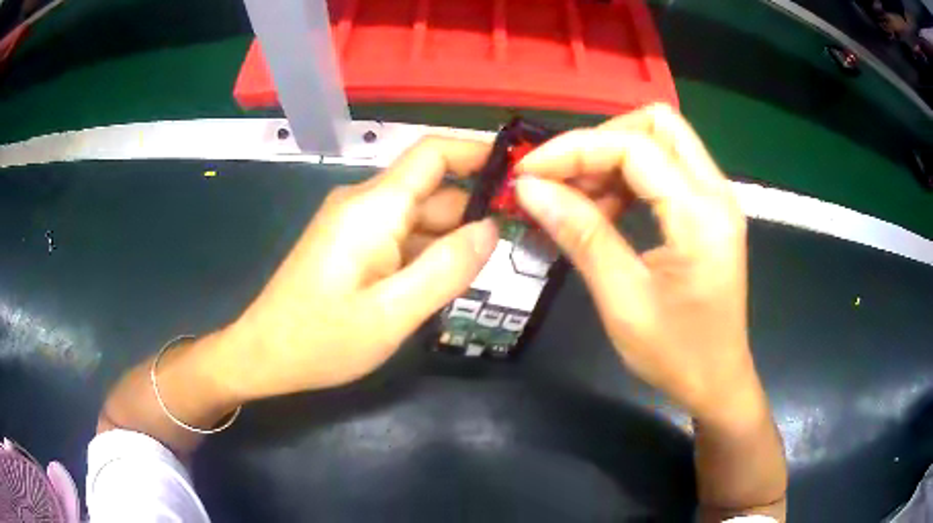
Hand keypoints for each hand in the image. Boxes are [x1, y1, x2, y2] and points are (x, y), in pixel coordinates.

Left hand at [219, 137, 497, 400]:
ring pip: (418, 216)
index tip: (520, 173)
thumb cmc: (321, 339)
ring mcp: (355, 223)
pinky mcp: (350, 243)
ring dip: (451, 238)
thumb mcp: (392, 314)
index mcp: (374, 207)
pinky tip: (442, 283)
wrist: (263, 354)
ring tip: (487, 272)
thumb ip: (447, 269)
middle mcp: (364, 203)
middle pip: (432, 189)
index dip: (478, 153)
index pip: (433, 154)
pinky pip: (400, 235)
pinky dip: (426, 252)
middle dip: (474, 211)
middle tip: (518, 245)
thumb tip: (492, 228)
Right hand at [515, 104, 762, 423]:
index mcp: (702, 214)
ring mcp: (715, 199)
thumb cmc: (676, 354)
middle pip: (657, 124)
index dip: (576, 150)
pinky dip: (628, 176)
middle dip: (601, 140)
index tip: (529, 173)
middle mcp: (716, 192)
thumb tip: (530, 189)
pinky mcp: (708, 211)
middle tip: (561, 178)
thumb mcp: (623, 300)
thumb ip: (581, 235)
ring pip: (660, 141)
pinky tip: (603, 210)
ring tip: (575, 199)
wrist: (717, 382)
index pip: (635, 147)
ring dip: (612, 158)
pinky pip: (665, 169)